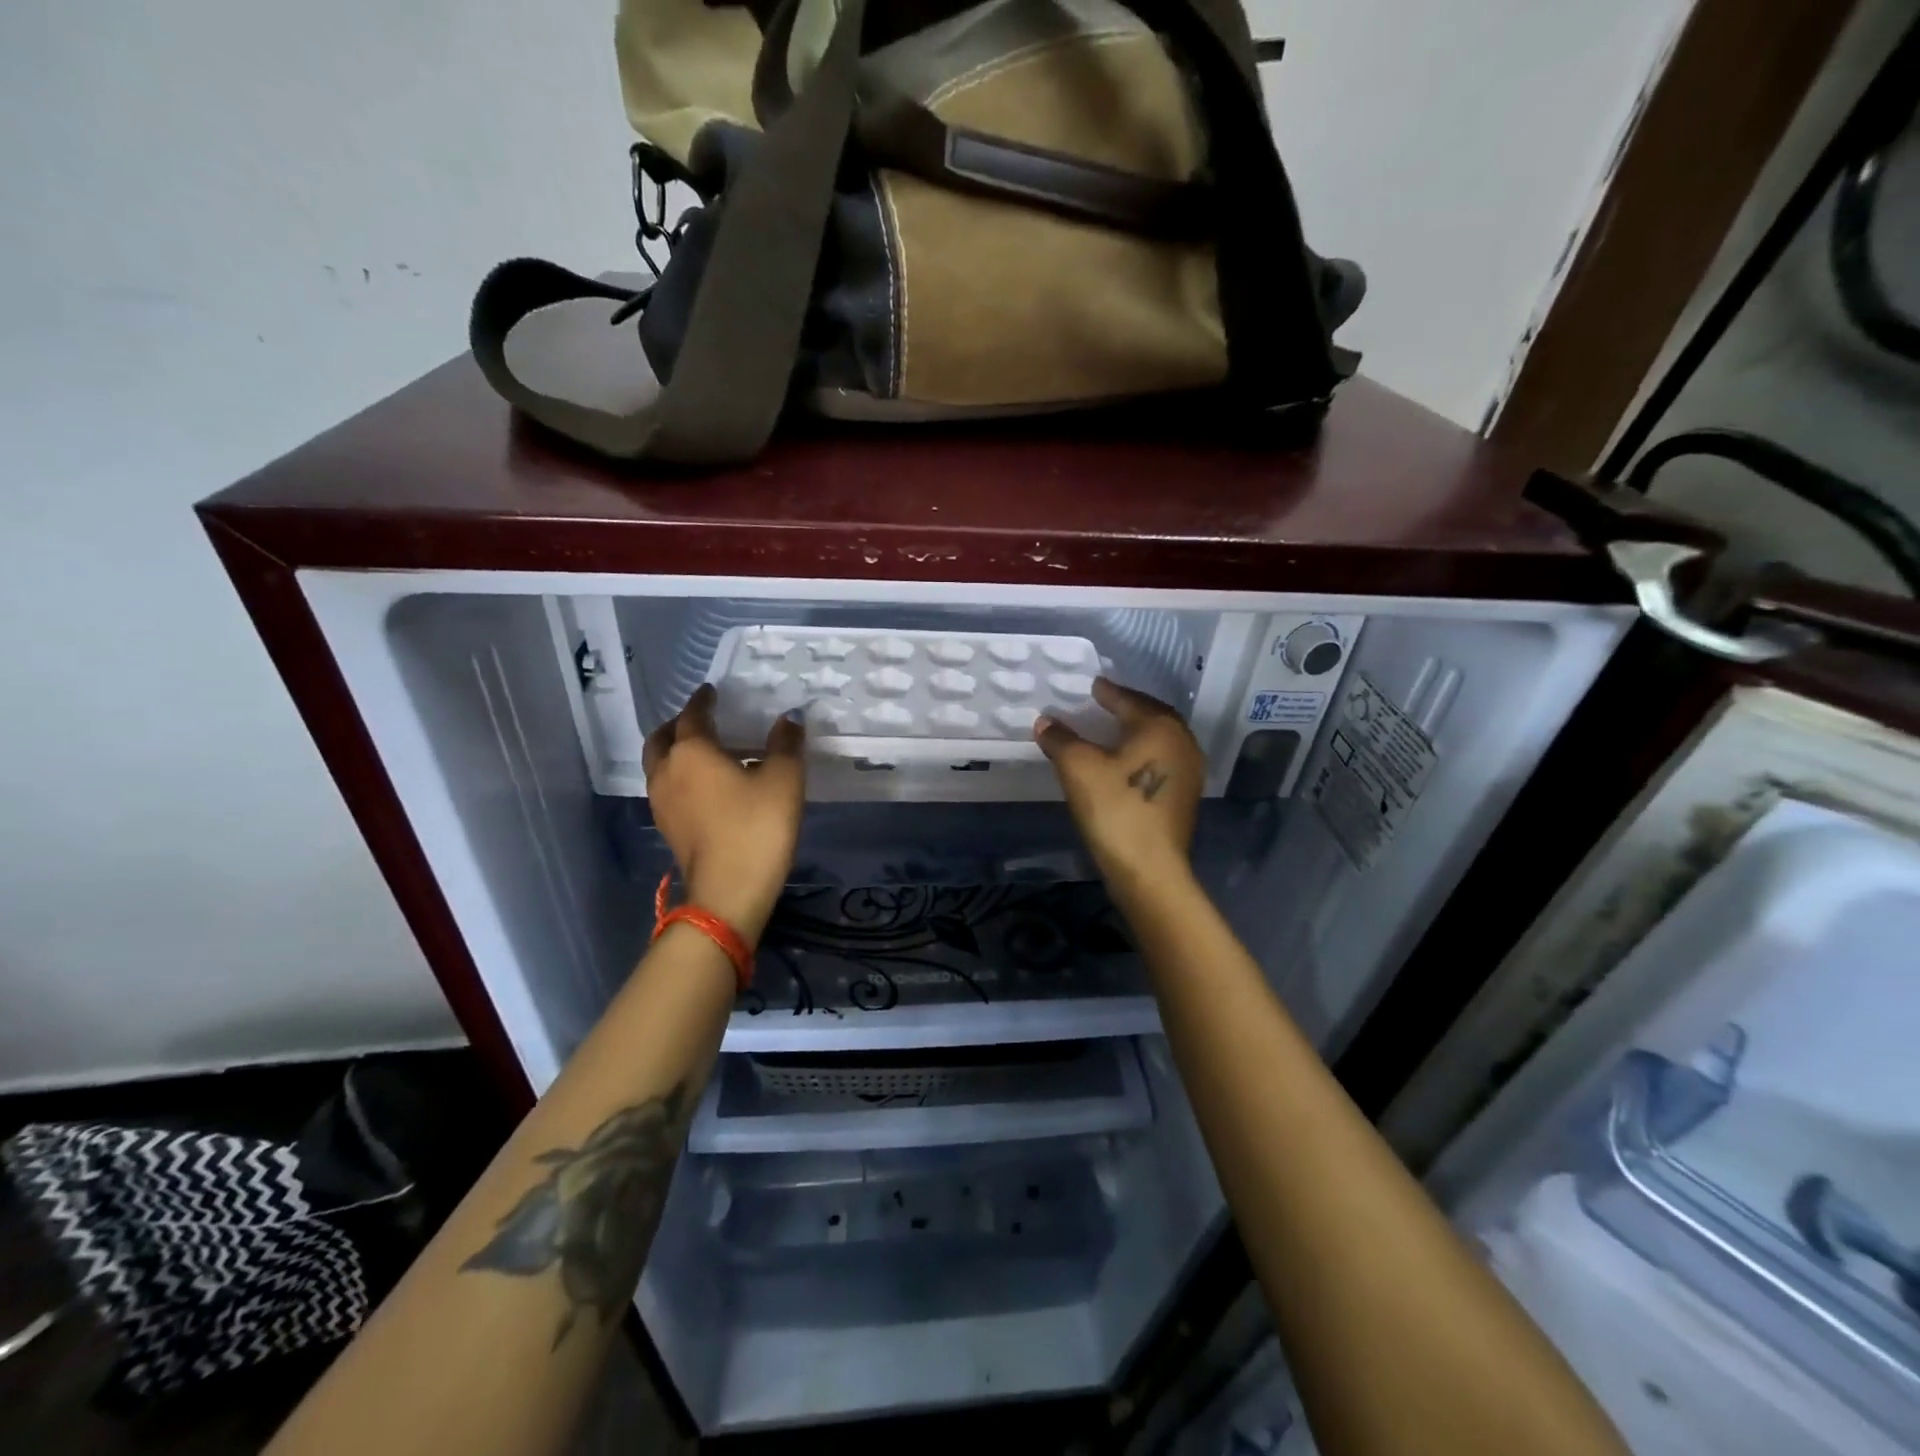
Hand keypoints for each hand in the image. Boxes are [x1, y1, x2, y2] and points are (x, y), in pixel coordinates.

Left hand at [642, 685, 804, 942]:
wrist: (730, 891)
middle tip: (700, 720)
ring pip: (659, 765)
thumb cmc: (757, 826)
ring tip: (704, 753)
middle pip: (661, 738)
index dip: (703, 700)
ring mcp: (662, 803)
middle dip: (678, 725)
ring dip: (675, 752)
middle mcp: (667, 771)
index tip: (711, 691)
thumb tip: (789, 718)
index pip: (693, 715)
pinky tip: (706, 786)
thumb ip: (786, 744)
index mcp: (692, 751)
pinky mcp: (667, 828)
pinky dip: (680, 776)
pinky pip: (667, 788)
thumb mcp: (784, 779)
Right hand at [1035, 678, 1203, 889]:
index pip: (1129, 700)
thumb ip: (1060, 738)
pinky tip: (1125, 763)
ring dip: (1137, 731)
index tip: (1093, 686)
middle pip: (1152, 716)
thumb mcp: (1078, 768)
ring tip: (1112, 731)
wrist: (1150, 870)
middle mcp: (1182, 742)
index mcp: (1160, 727)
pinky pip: (1161, 761)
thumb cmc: (1115, 809)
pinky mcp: (1185, 797)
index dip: (1108, 692)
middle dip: (1128, 708)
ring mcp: (1189, 771)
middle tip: (1104, 704)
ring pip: (1160, 740)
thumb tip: (1045, 721)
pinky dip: (1143, 753)